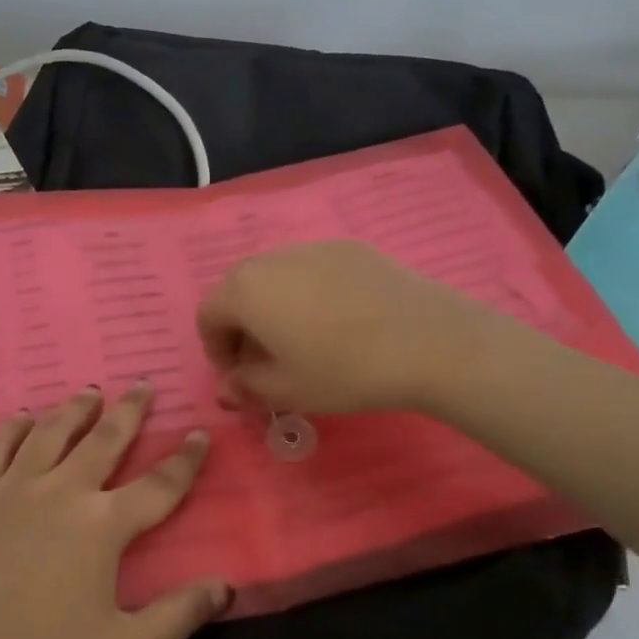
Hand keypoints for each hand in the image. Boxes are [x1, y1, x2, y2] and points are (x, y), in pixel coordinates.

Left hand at [0, 384, 228, 638]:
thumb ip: (179, 617)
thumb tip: (225, 585)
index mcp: (103, 526)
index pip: (159, 485)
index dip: (185, 459)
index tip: (199, 433)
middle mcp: (62, 491)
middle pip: (105, 439)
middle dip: (130, 411)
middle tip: (143, 384)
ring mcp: (15, 488)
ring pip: (52, 431)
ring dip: (75, 408)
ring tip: (90, 392)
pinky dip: (13, 426)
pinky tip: (23, 417)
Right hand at [196, 242, 465, 413]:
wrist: (430, 341)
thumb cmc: (345, 370)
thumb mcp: (286, 390)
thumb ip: (246, 386)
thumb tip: (228, 386)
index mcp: (244, 290)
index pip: (207, 316)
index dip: (216, 351)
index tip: (240, 378)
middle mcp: (270, 258)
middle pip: (238, 290)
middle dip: (242, 327)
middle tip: (267, 362)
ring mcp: (312, 247)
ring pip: (275, 278)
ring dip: (274, 308)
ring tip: (303, 341)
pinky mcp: (350, 248)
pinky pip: (311, 270)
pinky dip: (308, 294)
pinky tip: (339, 322)